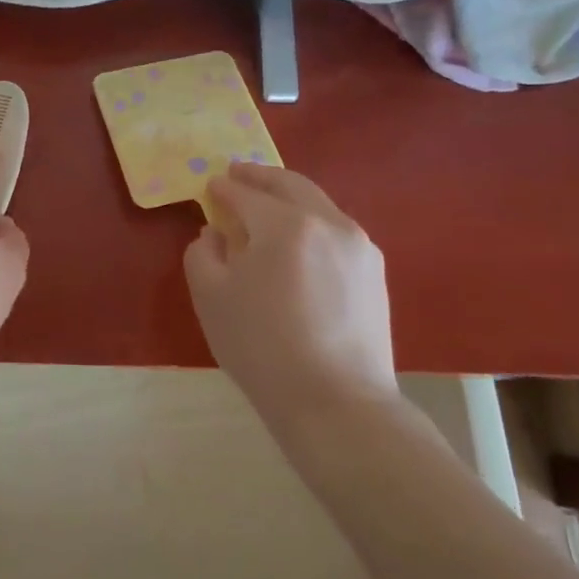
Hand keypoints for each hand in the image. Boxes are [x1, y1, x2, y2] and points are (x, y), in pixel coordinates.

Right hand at [184, 162, 397, 417]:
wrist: (337, 403)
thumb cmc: (262, 346)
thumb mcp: (210, 296)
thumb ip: (203, 253)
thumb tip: (216, 234)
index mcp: (284, 224)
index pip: (246, 194)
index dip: (223, 188)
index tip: (209, 186)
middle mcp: (327, 222)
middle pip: (290, 185)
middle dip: (260, 177)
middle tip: (237, 175)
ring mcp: (358, 246)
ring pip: (318, 204)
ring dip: (288, 197)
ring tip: (266, 207)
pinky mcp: (375, 272)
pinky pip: (335, 230)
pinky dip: (310, 221)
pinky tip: (297, 241)